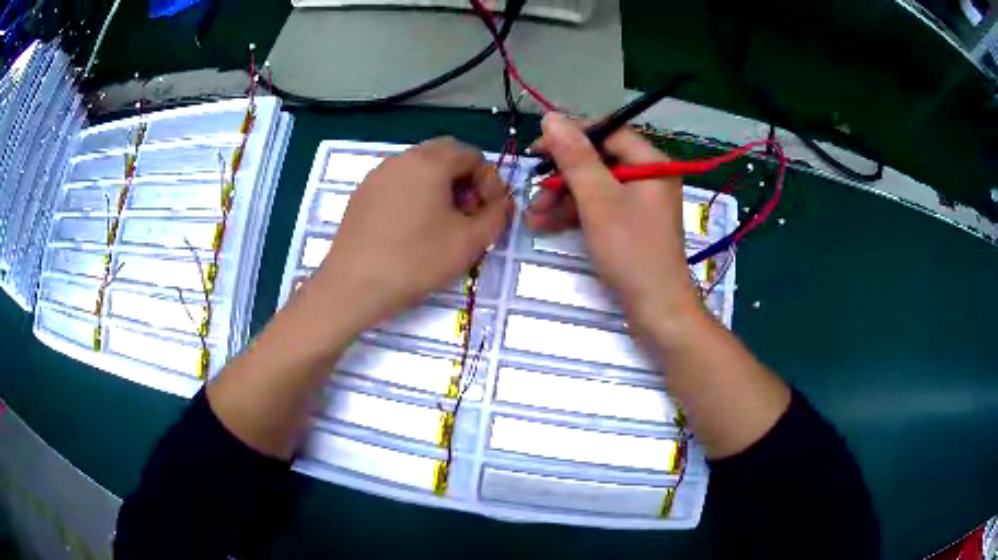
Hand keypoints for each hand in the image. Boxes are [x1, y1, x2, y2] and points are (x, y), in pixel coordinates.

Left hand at [309, 137, 510, 328]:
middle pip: (445, 154)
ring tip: (441, 223)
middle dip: (465, 179)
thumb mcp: (469, 242)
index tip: (488, 212)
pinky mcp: (362, 194)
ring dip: (439, 186)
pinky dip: (414, 194)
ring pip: (419, 167)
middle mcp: (402, 159)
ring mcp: (378, 175)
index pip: (472, 155)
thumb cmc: (415, 261)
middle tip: (468, 213)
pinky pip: (398, 182)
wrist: (353, 286)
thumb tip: (502, 204)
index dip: (489, 181)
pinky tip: (411, 228)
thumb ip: (496, 216)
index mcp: (430, 162)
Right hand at [527, 114, 700, 330]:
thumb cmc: (632, 252)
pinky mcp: (632, 225)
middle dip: (563, 177)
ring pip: (595, 186)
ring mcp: (641, 203)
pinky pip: (600, 208)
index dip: (571, 136)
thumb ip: (575, 157)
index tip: (538, 148)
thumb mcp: (599, 200)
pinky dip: (575, 214)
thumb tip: (551, 117)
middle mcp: (649, 177)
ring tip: (533, 216)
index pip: (608, 132)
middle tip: (533, 189)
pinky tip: (546, 225)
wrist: (657, 310)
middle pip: (599, 161)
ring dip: (563, 198)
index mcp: (652, 163)